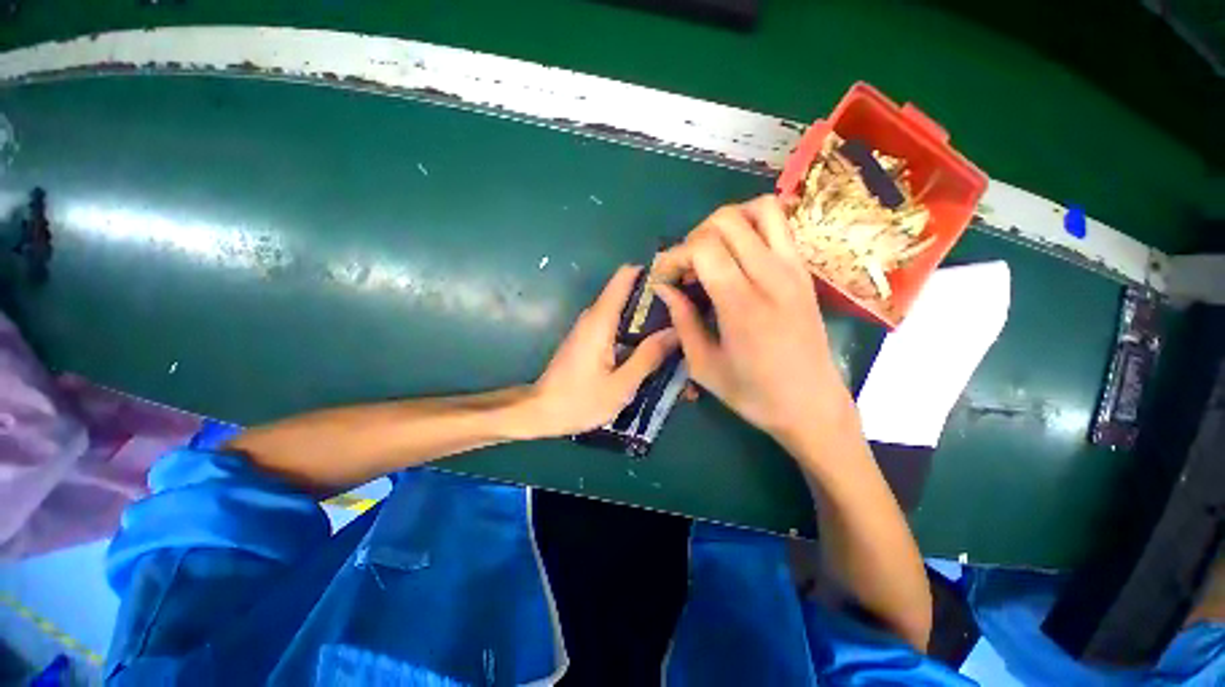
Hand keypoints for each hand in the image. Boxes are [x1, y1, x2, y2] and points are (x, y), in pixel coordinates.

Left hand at [526, 265, 677, 436]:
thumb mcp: (621, 385)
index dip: (651, 273)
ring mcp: (590, 327)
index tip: (677, 284)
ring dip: (647, 317)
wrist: (540, 412)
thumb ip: (648, 356)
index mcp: (601, 320)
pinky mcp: (589, 339)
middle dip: (656, 300)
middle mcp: (594, 316)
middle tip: (684, 315)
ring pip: (624, 310)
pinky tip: (651, 347)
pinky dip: (635, 330)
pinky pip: (616, 324)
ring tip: (675, 331)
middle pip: (628, 293)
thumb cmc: (579, 401)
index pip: (625, 276)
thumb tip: (675, 331)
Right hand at [654, 195, 855, 446]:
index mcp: (743, 305)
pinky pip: (779, 224)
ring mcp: (794, 268)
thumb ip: (682, 321)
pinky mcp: (805, 270)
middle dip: (693, 238)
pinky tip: (737, 254)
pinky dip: (751, 225)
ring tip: (712, 253)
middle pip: (726, 220)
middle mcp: (771, 277)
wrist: (812, 405)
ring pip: (759, 209)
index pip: (703, 248)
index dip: (674, 256)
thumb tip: (664, 288)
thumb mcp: (704, 365)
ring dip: (726, 222)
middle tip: (686, 269)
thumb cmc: (753, 394)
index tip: (663, 279)